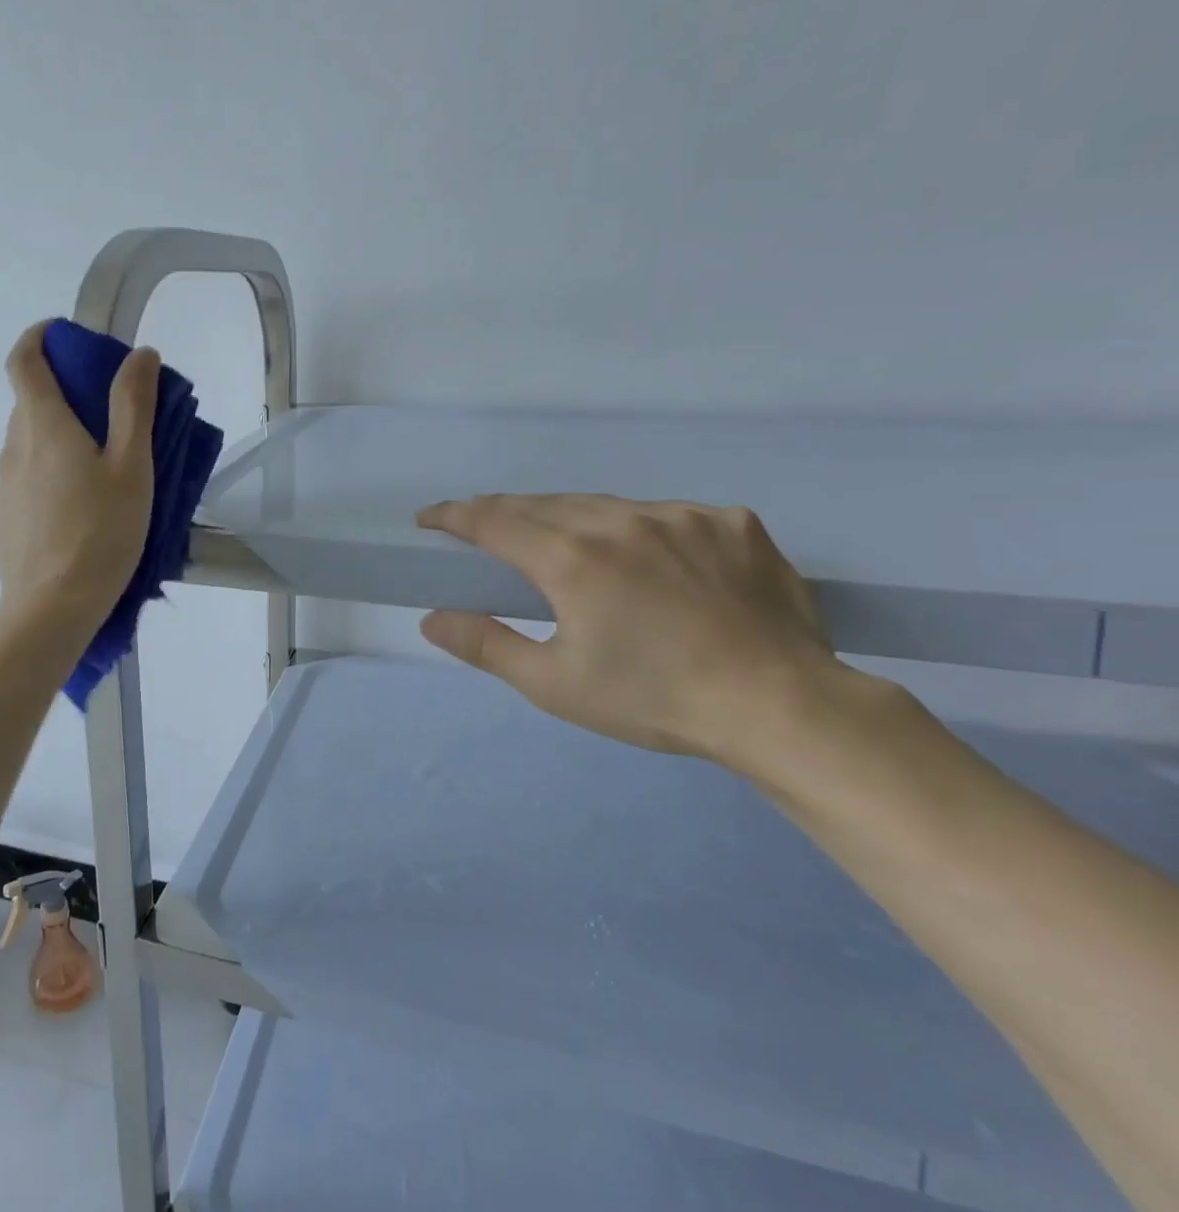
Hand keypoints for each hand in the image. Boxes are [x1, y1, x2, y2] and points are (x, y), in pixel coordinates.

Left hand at [0, 322, 157, 629]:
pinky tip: (75, 510)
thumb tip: (138, 354)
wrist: (52, 609)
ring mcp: (1, 487)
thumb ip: (133, 405)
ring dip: (56, 440)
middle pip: (29, 404)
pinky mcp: (2, 520)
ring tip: (97, 470)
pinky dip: (46, 476)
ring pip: (27, 446)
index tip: (62, 335)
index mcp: (42, 425)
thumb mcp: (131, 465)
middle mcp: (12, 447)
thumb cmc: (101, 532)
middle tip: (106, 413)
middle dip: (62, 395)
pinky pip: (24, 481)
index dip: (38, 338)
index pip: (23, 361)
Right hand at [416, 494, 845, 766]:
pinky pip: (664, 514)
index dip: (454, 516)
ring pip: (602, 504)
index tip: (428, 518)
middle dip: (503, 513)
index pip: (493, 521)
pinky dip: (636, 528)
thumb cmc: (653, 699)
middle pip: (542, 505)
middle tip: (481, 528)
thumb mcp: (554, 685)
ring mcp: (680, 515)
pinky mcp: (730, 522)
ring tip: (558, 540)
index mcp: (571, 559)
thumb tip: (430, 619)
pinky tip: (646, 558)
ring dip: (566, 516)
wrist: (782, 707)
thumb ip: (486, 645)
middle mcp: (620, 521)